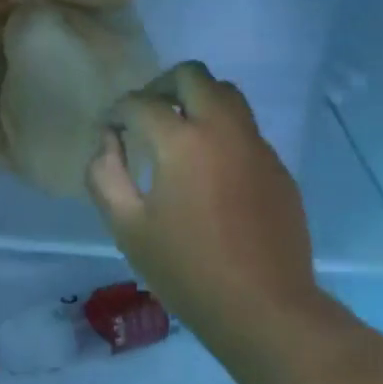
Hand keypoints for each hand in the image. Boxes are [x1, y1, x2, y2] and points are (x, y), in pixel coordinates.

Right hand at [87, 62, 326, 363]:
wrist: (264, 307)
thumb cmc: (187, 271)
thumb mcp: (127, 228)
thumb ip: (105, 175)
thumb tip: (108, 142)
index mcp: (182, 142)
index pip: (141, 103)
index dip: (117, 111)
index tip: (109, 130)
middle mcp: (223, 129)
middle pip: (192, 76)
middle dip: (161, 86)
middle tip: (144, 115)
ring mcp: (257, 146)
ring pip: (227, 95)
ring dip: (196, 100)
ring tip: (177, 133)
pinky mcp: (277, 167)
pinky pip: (245, 129)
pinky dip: (221, 130)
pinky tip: (210, 168)